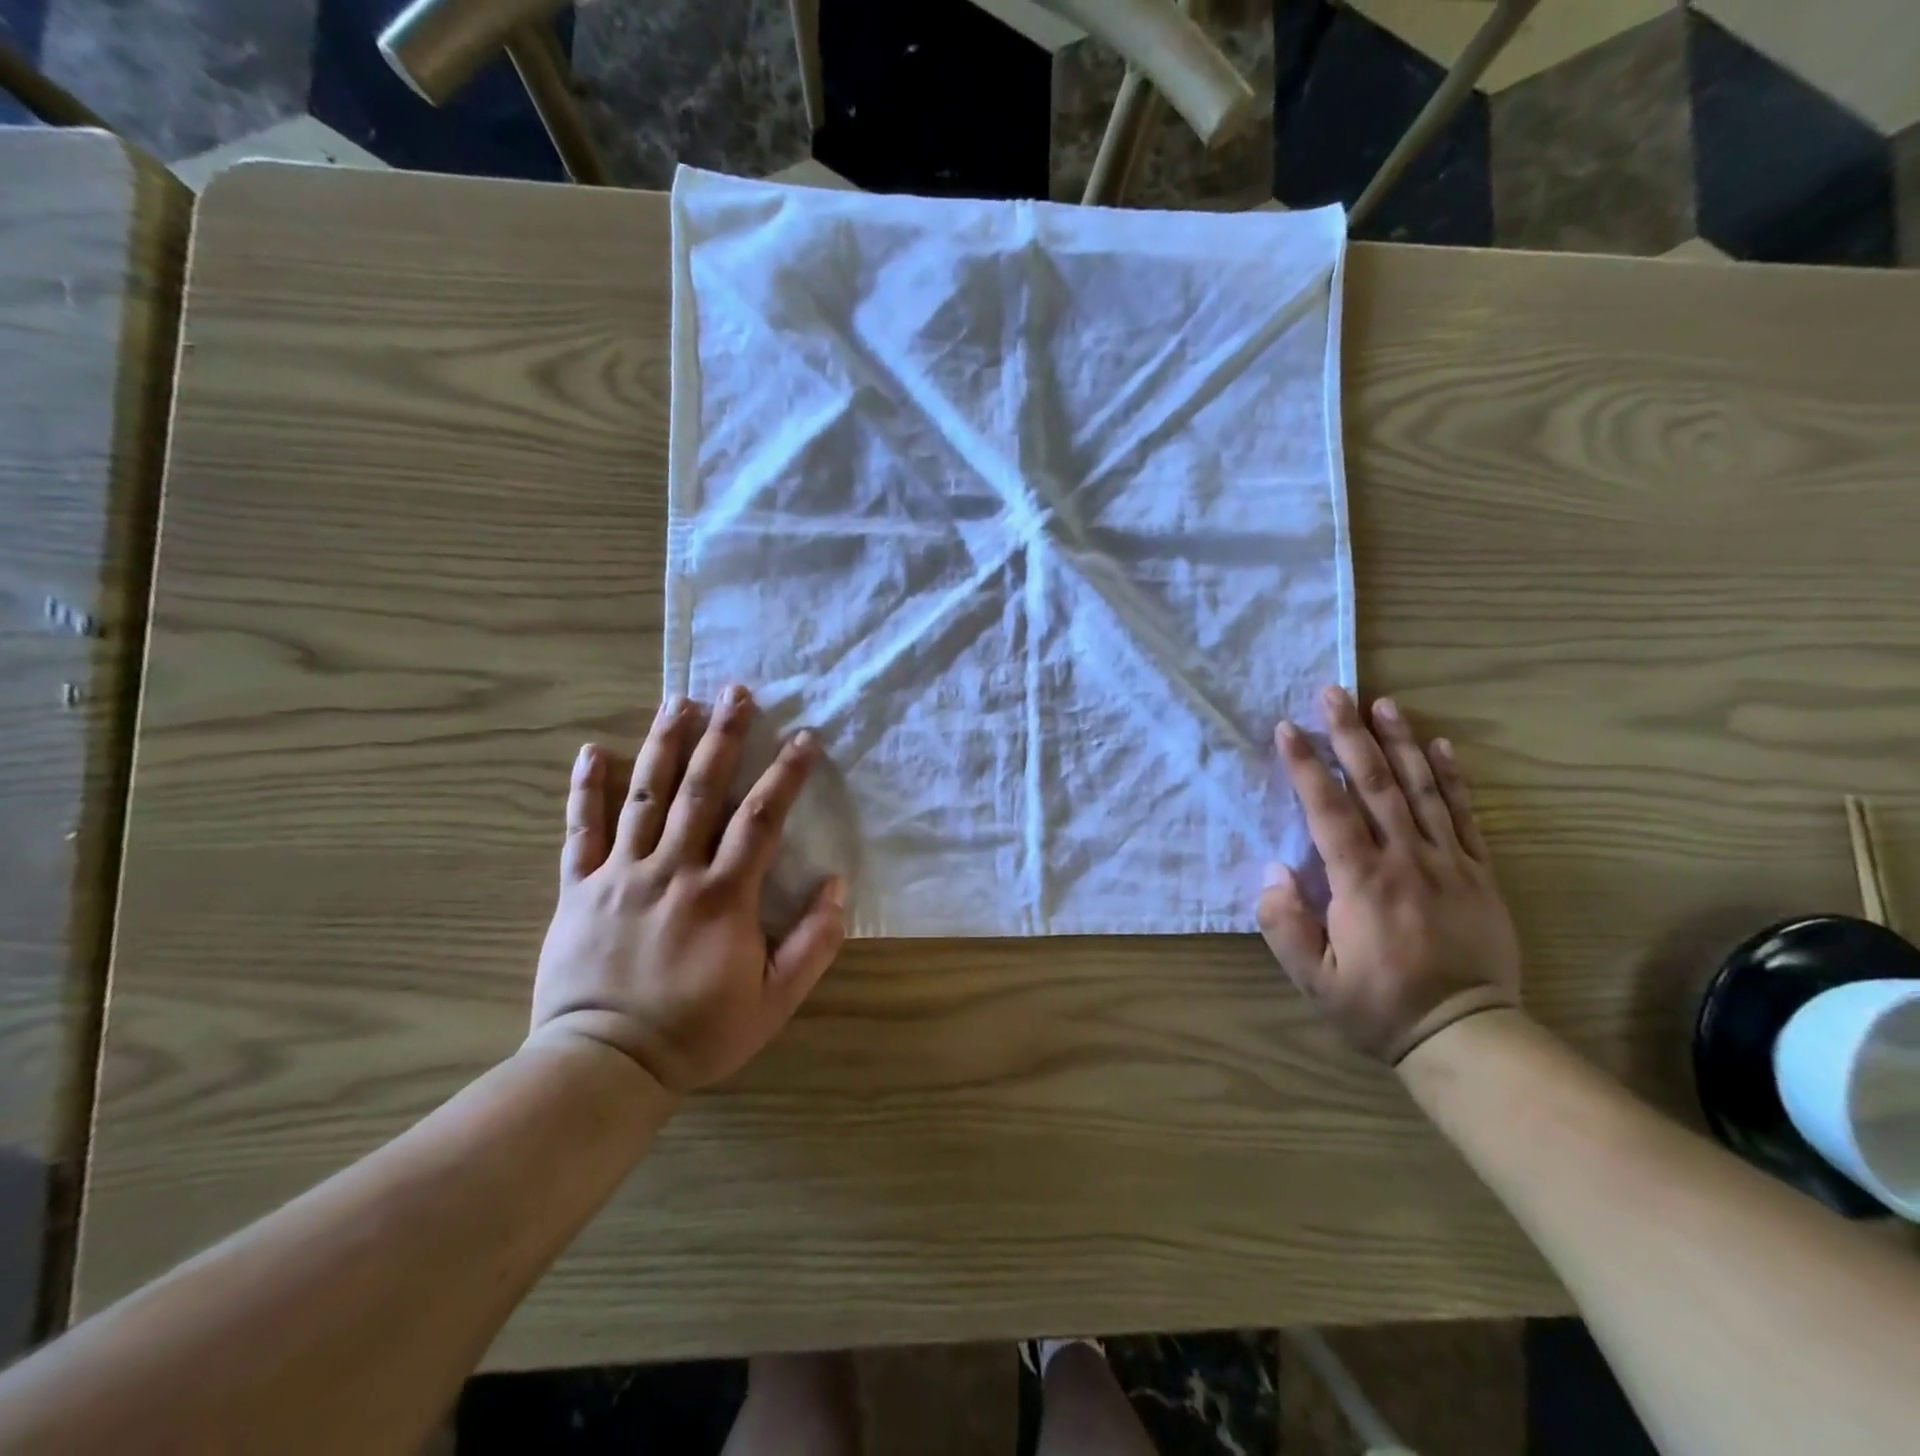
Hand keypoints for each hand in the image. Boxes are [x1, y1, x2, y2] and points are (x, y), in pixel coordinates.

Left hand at [529, 686, 847, 1092]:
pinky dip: (586, 789)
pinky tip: (593, 750)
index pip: (762, 818)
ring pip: (645, 795)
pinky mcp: (579, 888)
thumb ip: (813, 943)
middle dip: (724, 735)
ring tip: (679, 700)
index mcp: (723, 895)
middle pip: (702, 789)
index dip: (787, 774)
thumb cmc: (697, 1032)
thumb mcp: (774, 1001)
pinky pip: (581, 830)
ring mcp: (621, 874)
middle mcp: (673, 870)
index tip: (805, 737)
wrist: (604, 1065)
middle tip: (737, 691)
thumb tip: (837, 886)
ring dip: (665, 743)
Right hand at [1256, 686, 1520, 1063]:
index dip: (1306, 766)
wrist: (1467, 1035)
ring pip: (1421, 790)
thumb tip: (1276, 871)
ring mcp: (1448, 862)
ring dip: (1400, 742)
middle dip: (1351, 734)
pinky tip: (1440, 746)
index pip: (1329, 810)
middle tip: (1334, 693)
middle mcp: (1406, 860)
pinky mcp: (1479, 873)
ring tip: (1383, 703)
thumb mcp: (1314, 980)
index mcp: (1362, 882)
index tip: (1288, 729)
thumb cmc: (1379, 1006)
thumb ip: (1285, 925)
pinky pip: (1464, 815)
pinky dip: (1452, 778)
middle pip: (1377, 784)